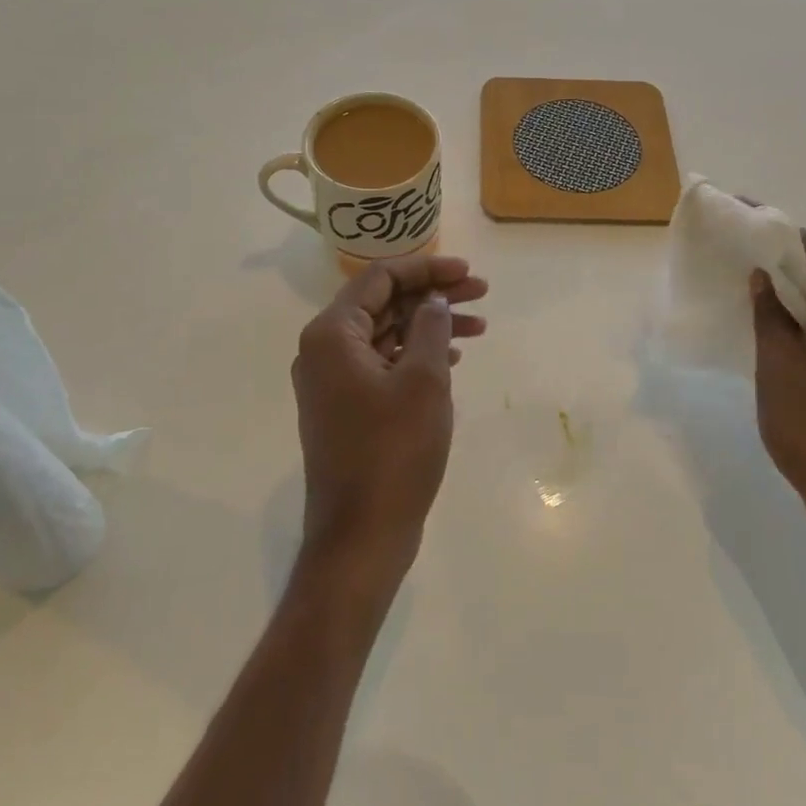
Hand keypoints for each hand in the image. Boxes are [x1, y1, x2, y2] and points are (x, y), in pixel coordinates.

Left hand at [291, 254, 487, 587]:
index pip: (380, 278)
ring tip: (479, 326)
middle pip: (383, 303)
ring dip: (430, 326)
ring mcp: (332, 382)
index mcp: (332, 335)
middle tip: (482, 294)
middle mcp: (324, 351)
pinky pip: (383, 364)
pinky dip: (416, 355)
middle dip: (433, 296)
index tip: (468, 272)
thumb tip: (433, 300)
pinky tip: (452, 358)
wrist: (361, 535)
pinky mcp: (346, 408)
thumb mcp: (423, 381)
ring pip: (386, 334)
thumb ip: (430, 327)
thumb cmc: (393, 451)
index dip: (427, 269)